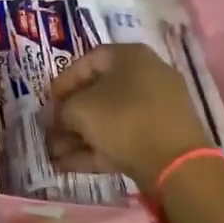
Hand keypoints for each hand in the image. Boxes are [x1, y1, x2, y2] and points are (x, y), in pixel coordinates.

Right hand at [44, 42, 211, 189]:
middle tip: (48, 131)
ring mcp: (156, 110)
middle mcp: (145, 77)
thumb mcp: (81, 109)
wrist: (176, 164)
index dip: (63, 82)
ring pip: (108, 120)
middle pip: (98, 93)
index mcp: (130, 57)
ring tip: (51, 154)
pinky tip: (66, 165)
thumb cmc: (124, 119)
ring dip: (78, 136)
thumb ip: (61, 110)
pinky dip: (95, 150)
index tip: (47, 102)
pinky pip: (122, 139)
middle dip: (69, 115)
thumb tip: (53, 117)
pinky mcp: (160, 140)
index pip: (88, 61)